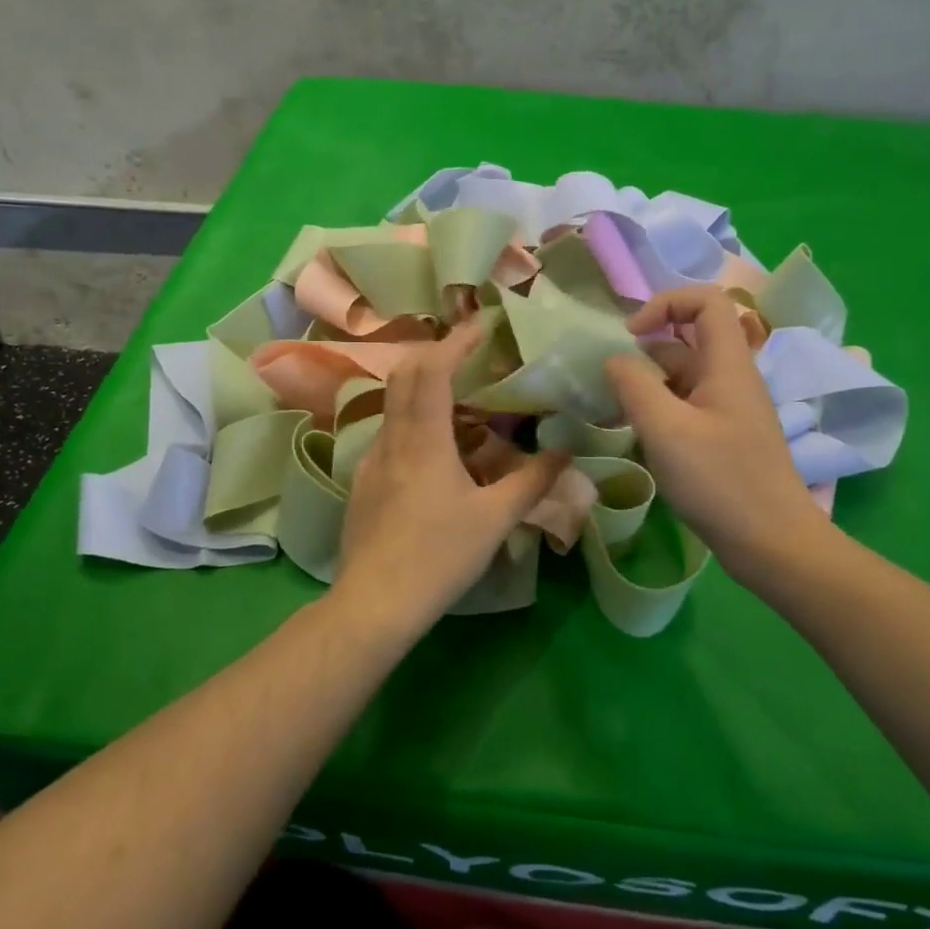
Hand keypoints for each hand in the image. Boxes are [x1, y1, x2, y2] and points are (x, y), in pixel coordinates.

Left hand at [333, 323, 565, 636]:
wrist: (374, 603)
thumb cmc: (438, 556)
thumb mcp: (494, 520)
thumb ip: (532, 482)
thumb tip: (565, 452)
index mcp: (423, 439)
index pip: (433, 369)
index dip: (456, 341)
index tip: (483, 325)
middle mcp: (392, 438)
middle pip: (405, 374)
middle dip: (436, 353)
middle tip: (471, 354)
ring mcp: (372, 460)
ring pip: (394, 403)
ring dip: (424, 387)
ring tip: (461, 398)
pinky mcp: (365, 482)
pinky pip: (390, 432)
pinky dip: (414, 419)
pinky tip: (436, 449)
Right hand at [605, 288, 832, 585]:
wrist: (773, 544)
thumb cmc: (720, 481)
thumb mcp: (666, 429)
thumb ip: (634, 385)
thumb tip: (614, 358)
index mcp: (728, 364)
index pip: (706, 300)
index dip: (666, 303)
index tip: (631, 335)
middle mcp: (731, 378)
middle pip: (688, 338)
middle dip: (645, 349)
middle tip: (611, 380)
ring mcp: (729, 409)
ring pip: (683, 376)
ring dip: (648, 383)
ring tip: (614, 410)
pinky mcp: (724, 437)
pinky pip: (687, 406)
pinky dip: (659, 410)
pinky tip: (638, 435)